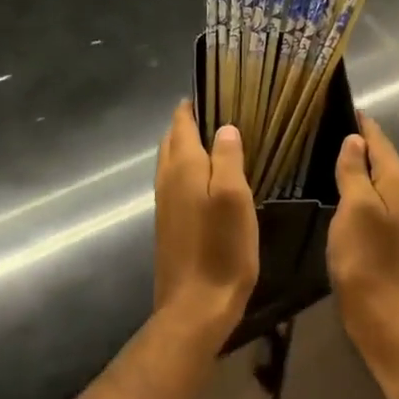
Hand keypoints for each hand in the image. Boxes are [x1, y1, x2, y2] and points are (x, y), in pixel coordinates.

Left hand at [153, 103, 259, 345]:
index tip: (213, 91)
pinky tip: (207, 179)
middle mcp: (167, 178)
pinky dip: (187, 168)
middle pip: (172, 139)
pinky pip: (174, 181)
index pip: (182, 123)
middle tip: (218, 113)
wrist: (194, 307)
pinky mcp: (168, 223)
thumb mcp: (235, 198)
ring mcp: (164, 202)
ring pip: (171, 161)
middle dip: (189, 122)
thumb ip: (228, 158)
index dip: (193, 105)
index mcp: (184, 166)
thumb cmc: (221, 249)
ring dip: (187, 145)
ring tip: (215, 141)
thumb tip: (225, 127)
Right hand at [328, 114, 398, 376]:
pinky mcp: (387, 229)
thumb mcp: (355, 207)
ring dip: (355, 159)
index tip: (334, 101)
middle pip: (379, 153)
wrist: (381, 313)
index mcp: (398, 180)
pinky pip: (370, 191)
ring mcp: (397, 211)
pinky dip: (355, 180)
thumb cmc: (365, 257)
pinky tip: (335, 181)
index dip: (358, 120)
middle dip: (356, 136)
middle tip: (322, 120)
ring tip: (324, 144)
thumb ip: (354, 170)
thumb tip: (355, 138)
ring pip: (375, 173)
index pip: (378, 138)